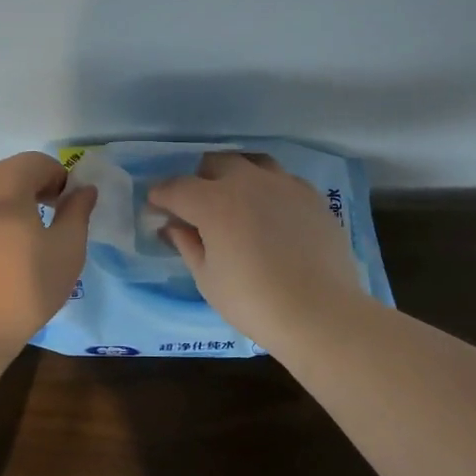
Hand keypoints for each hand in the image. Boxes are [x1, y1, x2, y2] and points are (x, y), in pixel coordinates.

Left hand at [0, 152, 96, 364]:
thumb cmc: (23, 290)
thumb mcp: (67, 251)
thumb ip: (77, 212)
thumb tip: (83, 190)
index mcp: (2, 184)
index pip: (36, 162)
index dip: (59, 178)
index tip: (66, 207)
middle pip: (6, 173)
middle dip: (30, 188)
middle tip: (46, 221)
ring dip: (3, 204)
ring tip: (16, 240)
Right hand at [150, 152, 369, 349]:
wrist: (320, 313)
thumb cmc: (253, 302)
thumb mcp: (207, 279)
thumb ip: (187, 244)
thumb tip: (174, 226)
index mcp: (214, 202)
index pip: (177, 187)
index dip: (161, 195)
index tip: (156, 205)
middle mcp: (247, 182)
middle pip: (215, 163)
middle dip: (199, 179)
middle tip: (197, 205)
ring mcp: (284, 185)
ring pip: (252, 162)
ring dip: (236, 176)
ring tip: (235, 200)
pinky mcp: (312, 196)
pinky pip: (282, 179)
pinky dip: (268, 188)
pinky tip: (270, 212)